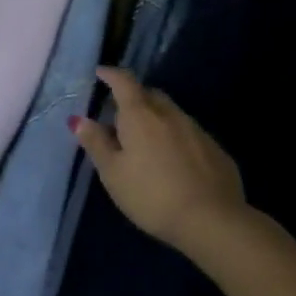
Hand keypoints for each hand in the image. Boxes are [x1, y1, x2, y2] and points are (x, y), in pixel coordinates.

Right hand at [71, 67, 250, 260]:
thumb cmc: (151, 195)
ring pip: (171, 114)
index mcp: (140, 115)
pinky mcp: (217, 151)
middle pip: (150, 94)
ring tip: (144, 140)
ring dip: (156, 118)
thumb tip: (79, 119)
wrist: (213, 222)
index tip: (100, 74)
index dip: (111, 74)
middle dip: (134, 97)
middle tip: (119, 114)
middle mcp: (170, 115)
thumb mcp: (113, 173)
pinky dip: (175, 137)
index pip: (124, 82)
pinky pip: (189, 134)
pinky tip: (173, 161)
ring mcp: (197, 131)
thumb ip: (96, 143)